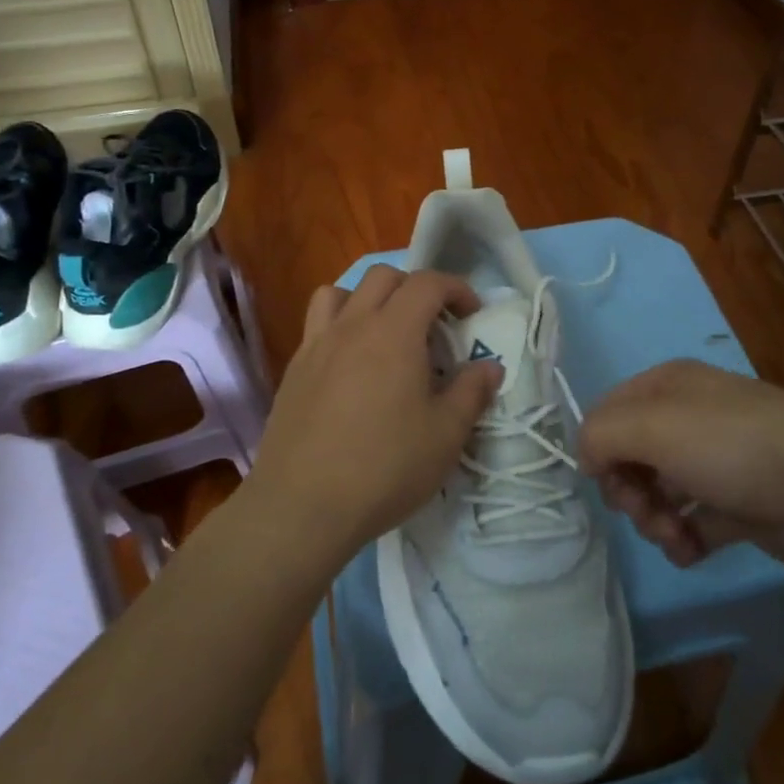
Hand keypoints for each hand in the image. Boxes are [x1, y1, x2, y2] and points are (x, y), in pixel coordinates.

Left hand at [246, 265, 502, 565]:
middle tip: (434, 324)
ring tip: (386, 332)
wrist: (302, 506)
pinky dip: (340, 323)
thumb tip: (490, 366)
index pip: (427, 283)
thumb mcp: (445, 436)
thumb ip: (472, 392)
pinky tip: (351, 363)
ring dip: (369, 298)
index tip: (472, 313)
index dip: (456, 288)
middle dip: (415, 288)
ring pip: (341, 291)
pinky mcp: (294, 368)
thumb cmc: (384, 468)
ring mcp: (317, 344)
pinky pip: (317, 323)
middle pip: (383, 277)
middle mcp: (352, 325)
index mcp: (394, 332)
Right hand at [578, 359, 783, 572]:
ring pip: (660, 492)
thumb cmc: (732, 446)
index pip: (608, 412)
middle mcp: (690, 417)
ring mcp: (718, 461)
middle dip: (628, 490)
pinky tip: (691, 550)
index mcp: (668, 386)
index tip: (604, 482)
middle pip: (632, 455)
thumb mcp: (652, 427)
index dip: (598, 448)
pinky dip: (685, 538)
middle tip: (644, 511)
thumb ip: (601, 436)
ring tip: (674, 536)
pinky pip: (694, 521)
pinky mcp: (741, 504)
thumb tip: (587, 460)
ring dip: (655, 519)